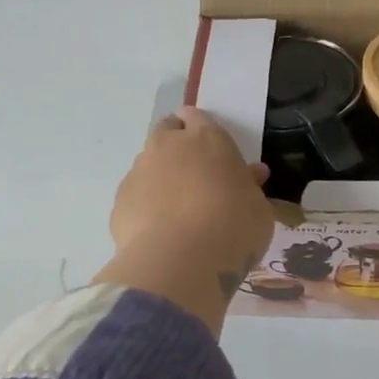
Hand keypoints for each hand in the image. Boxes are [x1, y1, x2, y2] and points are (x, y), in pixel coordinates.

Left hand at [95, 109, 273, 330]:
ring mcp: (139, 172)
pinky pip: (136, 198)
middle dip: (176, 147)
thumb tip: (251, 175)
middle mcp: (168, 146)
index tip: (210, 150)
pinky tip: (161, 234)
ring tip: (177, 212)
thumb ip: (250, 187)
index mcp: (207, 139)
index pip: (197, 117)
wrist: (182, 261)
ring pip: (148, 166)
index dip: (201, 130)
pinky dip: (146, 208)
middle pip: (166, 133)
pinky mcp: (120, 202)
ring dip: (160, 179)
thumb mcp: (259, 208)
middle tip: (194, 176)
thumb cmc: (234, 227)